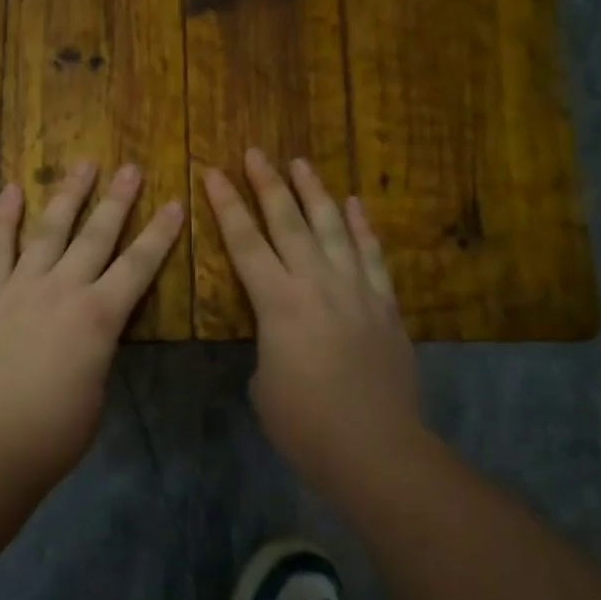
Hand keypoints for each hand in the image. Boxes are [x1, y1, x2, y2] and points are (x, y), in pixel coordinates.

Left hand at [0, 163, 184, 482]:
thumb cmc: (53, 432)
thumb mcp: (96, 390)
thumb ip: (98, 349)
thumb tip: (93, 332)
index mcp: (99, 317)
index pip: (139, 265)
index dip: (160, 233)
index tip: (175, 203)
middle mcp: (63, 289)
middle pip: (97, 235)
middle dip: (118, 200)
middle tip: (131, 168)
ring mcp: (20, 287)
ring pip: (50, 230)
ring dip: (68, 195)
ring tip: (83, 164)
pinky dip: (3, 217)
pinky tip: (11, 190)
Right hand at [204, 150, 422, 485]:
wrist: (374, 446)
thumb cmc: (304, 423)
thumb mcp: (264, 380)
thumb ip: (269, 342)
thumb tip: (282, 331)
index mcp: (278, 303)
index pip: (245, 242)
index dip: (227, 205)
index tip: (214, 172)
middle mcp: (317, 283)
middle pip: (289, 222)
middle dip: (269, 184)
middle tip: (256, 153)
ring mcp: (356, 290)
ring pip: (333, 228)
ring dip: (315, 192)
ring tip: (301, 163)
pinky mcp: (385, 304)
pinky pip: (372, 255)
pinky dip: (362, 226)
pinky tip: (355, 203)